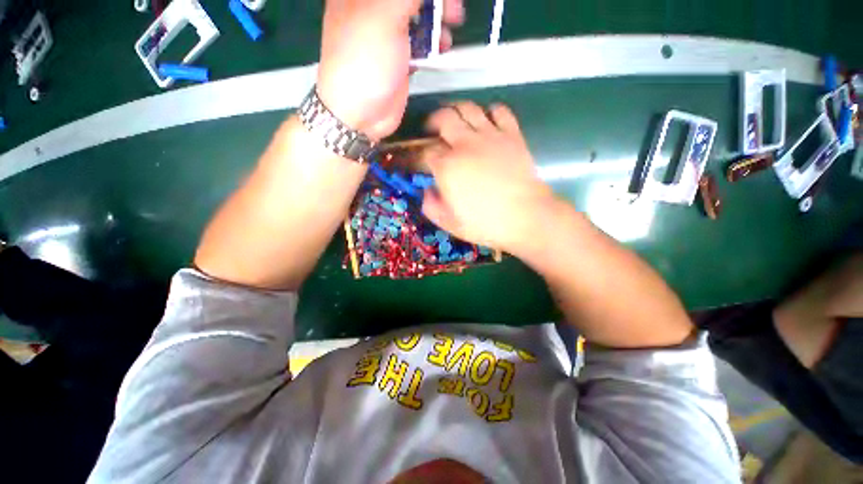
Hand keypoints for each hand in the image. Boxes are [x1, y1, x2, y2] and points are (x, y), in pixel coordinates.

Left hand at [317, 0, 463, 140]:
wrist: (362, 114)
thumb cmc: (365, 62)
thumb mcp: (384, 16)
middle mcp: (372, 7)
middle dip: (434, 2)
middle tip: (453, 11)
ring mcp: (386, 33)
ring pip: (417, 15)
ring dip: (437, 20)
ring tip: (449, 32)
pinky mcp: (398, 56)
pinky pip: (419, 39)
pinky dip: (433, 41)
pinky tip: (441, 48)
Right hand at [421, 102, 555, 253]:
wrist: (524, 218)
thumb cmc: (484, 223)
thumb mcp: (448, 223)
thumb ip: (430, 206)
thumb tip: (427, 191)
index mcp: (447, 166)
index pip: (426, 152)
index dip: (420, 155)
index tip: (421, 161)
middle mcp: (465, 144)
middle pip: (443, 118)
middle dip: (433, 122)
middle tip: (433, 131)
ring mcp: (490, 136)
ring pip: (468, 108)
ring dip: (457, 110)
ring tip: (456, 121)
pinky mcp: (511, 134)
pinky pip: (499, 110)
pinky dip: (490, 112)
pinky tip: (487, 122)